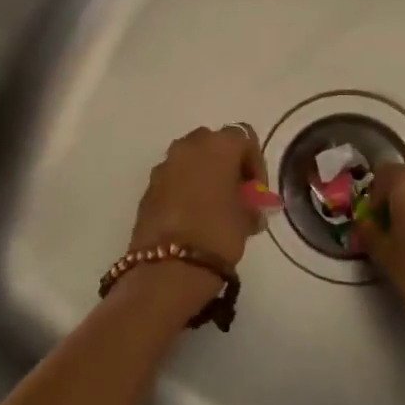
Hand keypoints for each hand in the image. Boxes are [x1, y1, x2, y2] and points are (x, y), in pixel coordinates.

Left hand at [128, 125, 266, 268]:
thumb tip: (250, 206)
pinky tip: (192, 216)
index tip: (257, 191)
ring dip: (203, 175)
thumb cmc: (217, 234)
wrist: (168, 267)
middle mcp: (188, 146)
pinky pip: (173, 178)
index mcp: (218, 146)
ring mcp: (164, 165)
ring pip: (190, 159)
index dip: (255, 162)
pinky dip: (184, 188)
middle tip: (236, 193)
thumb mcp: (247, 219)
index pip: (244, 138)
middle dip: (226, 163)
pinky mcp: (148, 187)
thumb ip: (251, 204)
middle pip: (213, 143)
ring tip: (214, 206)